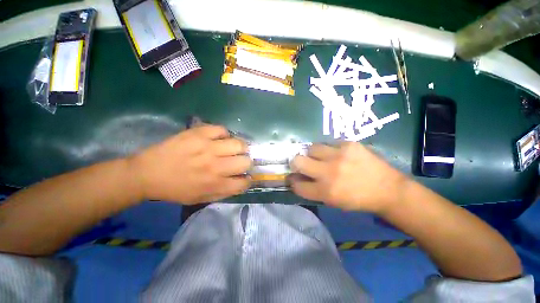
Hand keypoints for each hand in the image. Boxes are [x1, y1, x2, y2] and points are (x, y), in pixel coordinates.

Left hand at [128, 125, 250, 203]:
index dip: (247, 180)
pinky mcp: (198, 133)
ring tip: (232, 148)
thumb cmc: (175, 189)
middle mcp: (215, 166)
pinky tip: (218, 139)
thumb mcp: (200, 198)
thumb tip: (241, 183)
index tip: (243, 177)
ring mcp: (208, 147)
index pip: (244, 182)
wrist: (147, 173)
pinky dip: (223, 134)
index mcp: (215, 184)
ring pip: (239, 144)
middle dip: (246, 163)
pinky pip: (222, 129)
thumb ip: (224, 193)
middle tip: (239, 161)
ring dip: (239, 148)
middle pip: (246, 162)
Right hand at [290, 142, 406, 212]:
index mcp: (325, 191)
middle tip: (302, 163)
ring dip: (312, 153)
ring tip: (321, 157)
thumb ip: (312, 189)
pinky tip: (337, 154)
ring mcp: (339, 156)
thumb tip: (297, 178)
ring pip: (311, 148)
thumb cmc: (357, 199)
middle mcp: (329, 172)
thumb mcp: (332, 201)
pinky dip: (328, 149)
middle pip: (298, 161)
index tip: (294, 177)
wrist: (387, 189)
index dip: (293, 180)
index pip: (297, 184)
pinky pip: (328, 143)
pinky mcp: (349, 144)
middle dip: (296, 163)